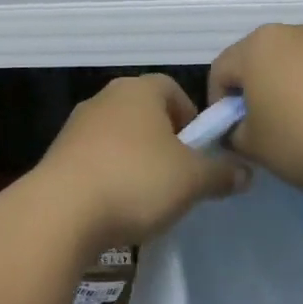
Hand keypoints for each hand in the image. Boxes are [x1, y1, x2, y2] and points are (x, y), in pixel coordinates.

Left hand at [35, 75, 248, 247]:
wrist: (60, 213)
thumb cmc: (136, 181)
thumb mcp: (193, 180)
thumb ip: (222, 173)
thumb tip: (246, 173)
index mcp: (139, 90)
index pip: (173, 90)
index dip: (192, 119)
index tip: (198, 152)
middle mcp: (105, 99)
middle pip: (145, 114)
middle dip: (164, 143)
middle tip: (178, 176)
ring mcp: (76, 127)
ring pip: (119, 138)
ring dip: (135, 161)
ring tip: (146, 197)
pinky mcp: (56, 157)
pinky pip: (95, 161)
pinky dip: (109, 177)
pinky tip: (115, 207)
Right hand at [208, 23, 302, 191]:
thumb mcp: (255, 147)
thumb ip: (235, 136)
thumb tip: (239, 131)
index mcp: (256, 47)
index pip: (220, 71)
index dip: (218, 106)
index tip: (231, 136)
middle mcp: (290, 32)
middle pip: (257, 63)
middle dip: (253, 95)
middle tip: (261, 132)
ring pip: (292, 66)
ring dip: (287, 92)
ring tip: (299, 128)